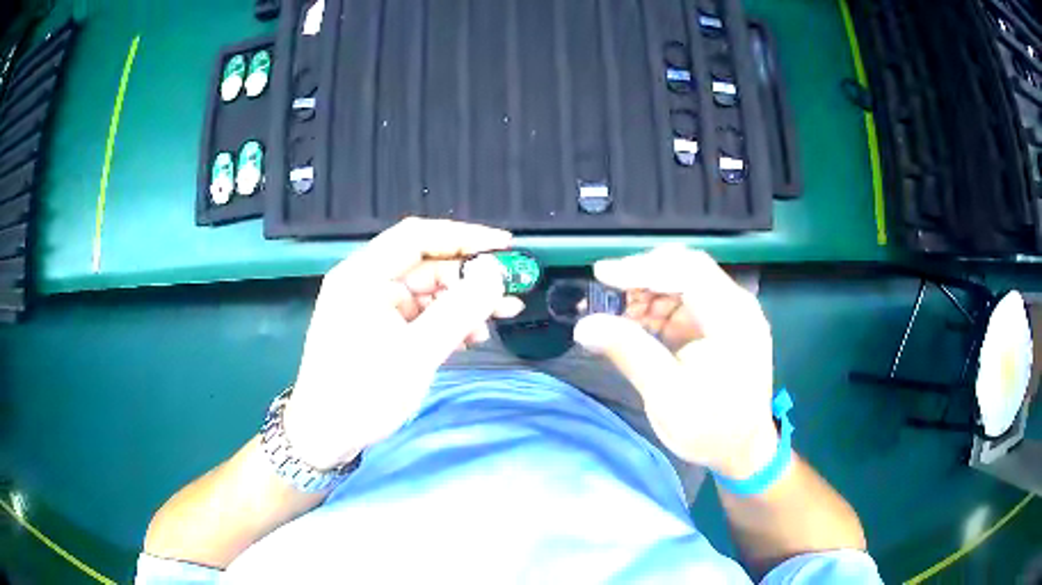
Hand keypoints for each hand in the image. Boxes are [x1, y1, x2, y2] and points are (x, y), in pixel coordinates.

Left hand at [284, 218, 523, 470]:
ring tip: (500, 317)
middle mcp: (366, 282)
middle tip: (510, 291)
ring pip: (427, 292)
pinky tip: (471, 336)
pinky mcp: (379, 329)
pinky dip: (446, 322)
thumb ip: (459, 310)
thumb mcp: (417, 353)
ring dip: (463, 303)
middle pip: (426, 265)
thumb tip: (496, 273)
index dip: (465, 236)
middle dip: (470, 278)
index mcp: (363, 275)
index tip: (505, 246)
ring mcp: (372, 307)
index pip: (418, 237)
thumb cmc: (363, 394)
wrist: (325, 436)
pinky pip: (419, 315)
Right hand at [573, 245, 777, 479]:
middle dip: (643, 277)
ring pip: (684, 282)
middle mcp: (737, 306)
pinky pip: (687, 302)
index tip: (601, 274)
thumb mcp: (668, 395)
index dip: (642, 267)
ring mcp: (731, 314)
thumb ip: (630, 353)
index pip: (687, 271)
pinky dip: (659, 309)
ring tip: (618, 316)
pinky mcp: (722, 325)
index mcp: (733, 318)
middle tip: (606, 294)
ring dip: (648, 293)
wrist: (743, 451)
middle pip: (686, 269)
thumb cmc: (711, 428)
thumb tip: (585, 325)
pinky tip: (638, 325)